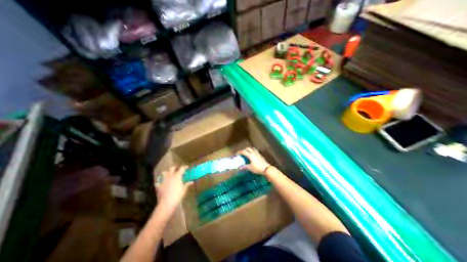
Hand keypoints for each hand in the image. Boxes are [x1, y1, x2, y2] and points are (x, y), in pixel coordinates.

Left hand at [154, 166, 191, 214]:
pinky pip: (159, 182)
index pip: (182, 168)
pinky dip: (161, 182)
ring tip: (170, 175)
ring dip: (167, 173)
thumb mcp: (184, 189)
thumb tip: (192, 182)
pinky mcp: (159, 186)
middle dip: (175, 168)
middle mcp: (170, 176)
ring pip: (164, 173)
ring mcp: (164, 180)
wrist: (167, 203)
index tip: (187, 167)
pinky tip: (162, 184)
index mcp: (177, 176)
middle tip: (178, 170)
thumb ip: (187, 184)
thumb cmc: (177, 195)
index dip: (185, 167)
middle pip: (172, 168)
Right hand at [238, 146, 272, 174]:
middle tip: (241, 153)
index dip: (239, 152)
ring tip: (247, 153)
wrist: (266, 168)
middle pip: (248, 148)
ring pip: (252, 149)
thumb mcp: (250, 168)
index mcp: (250, 155)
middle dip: (244, 150)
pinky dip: (252, 151)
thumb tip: (239, 167)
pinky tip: (252, 155)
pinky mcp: (260, 155)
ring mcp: (257, 153)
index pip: (243, 151)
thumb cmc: (257, 168)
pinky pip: (255, 150)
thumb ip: (244, 167)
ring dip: (248, 150)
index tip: (236, 154)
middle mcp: (253, 152)